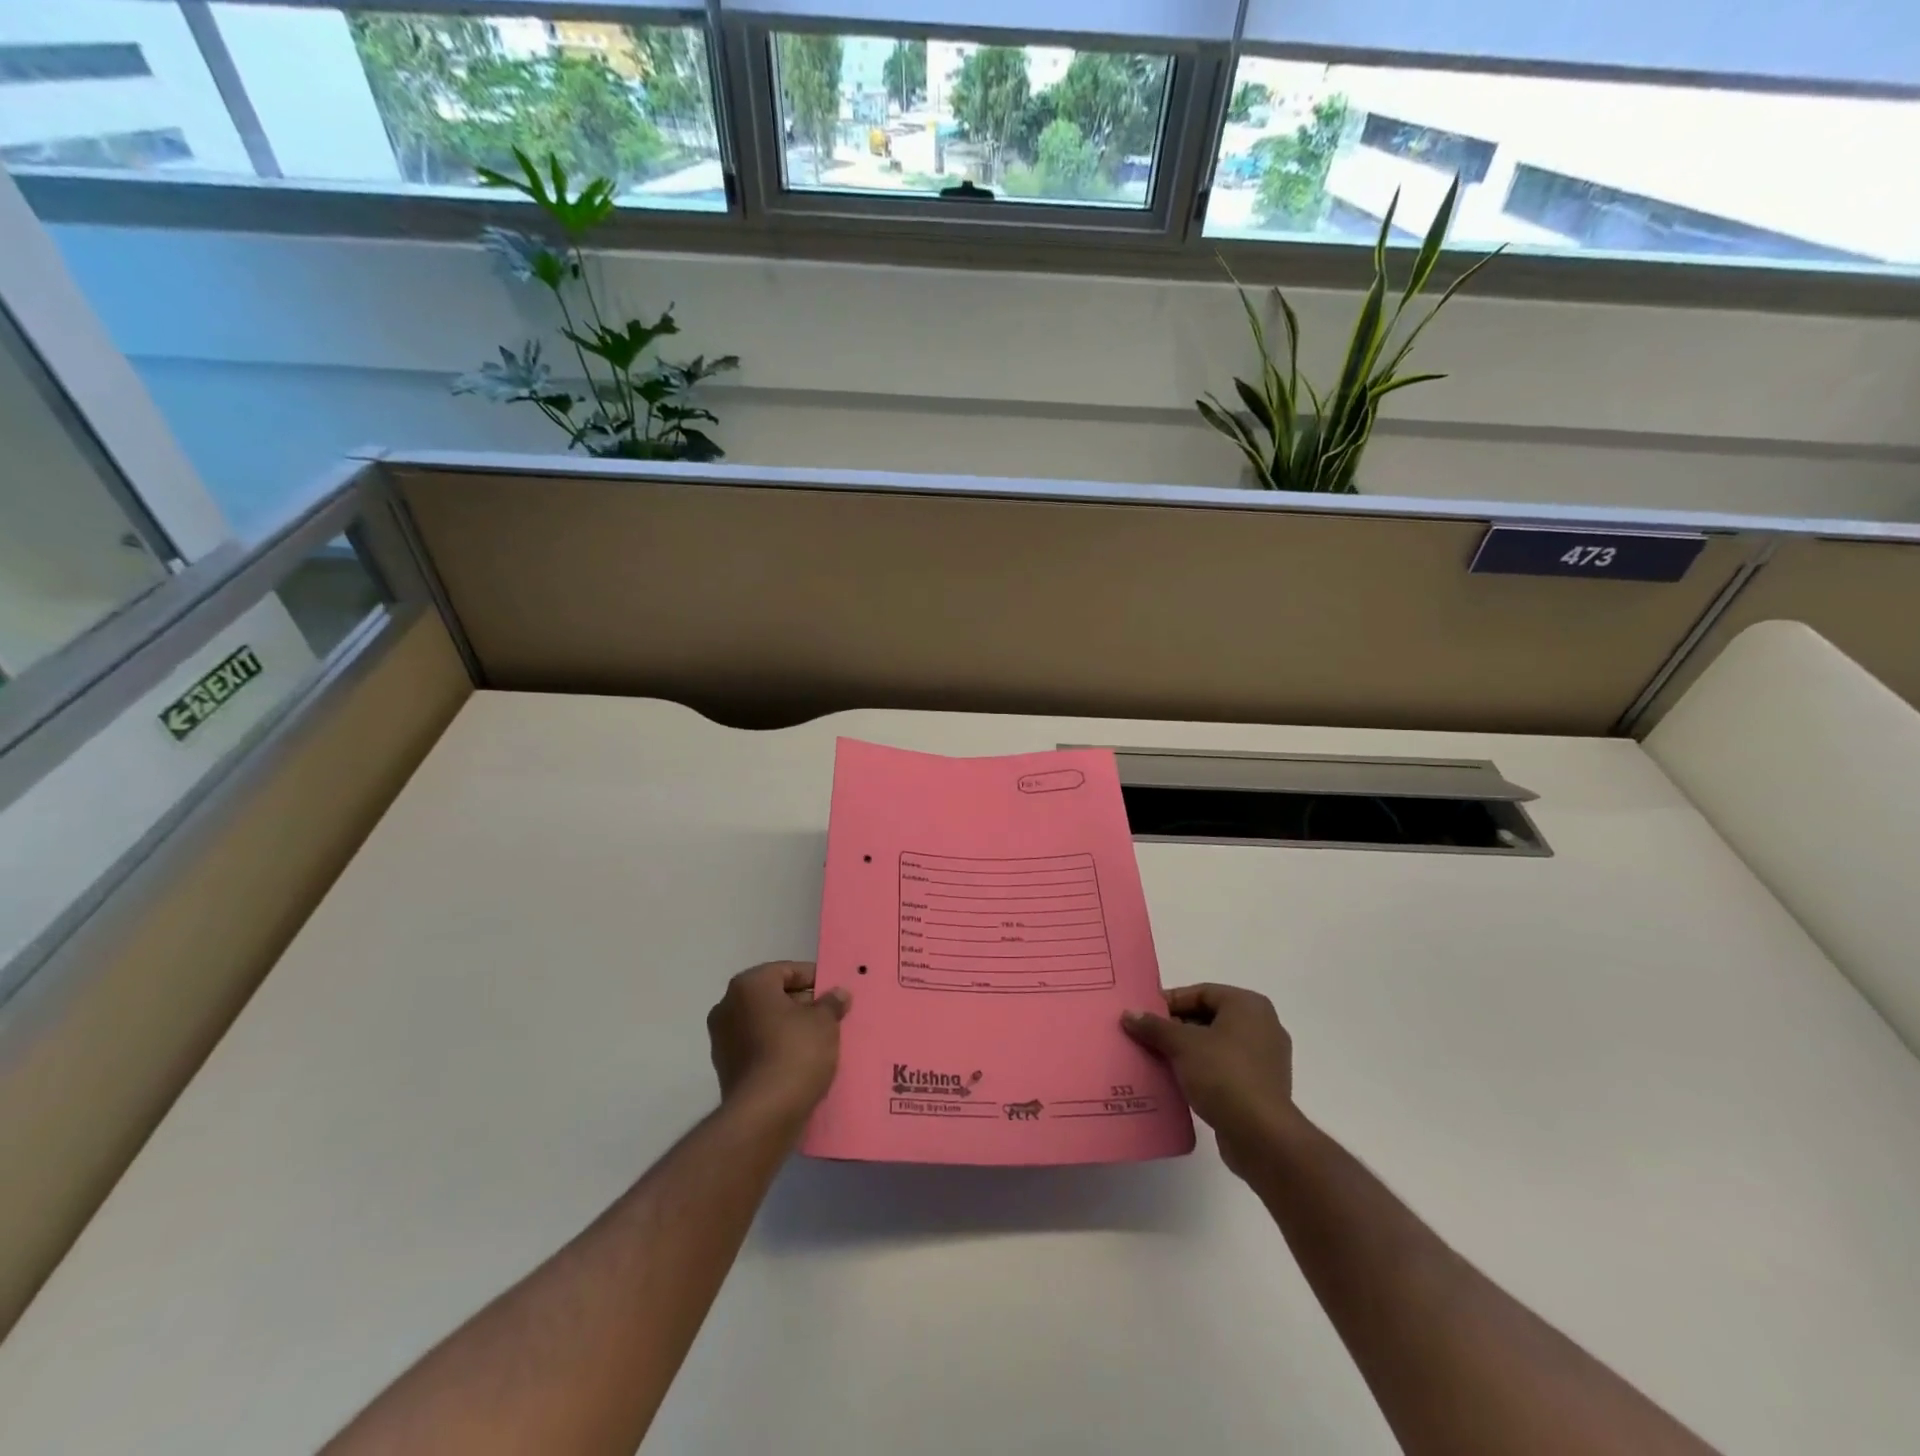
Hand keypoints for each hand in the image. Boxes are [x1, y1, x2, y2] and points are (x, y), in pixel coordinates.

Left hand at [707, 962, 850, 1122]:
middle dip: (801, 1004)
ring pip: (764, 1023)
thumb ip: (831, 1002)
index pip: (786, 970)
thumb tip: (838, 994)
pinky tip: (801, 1061)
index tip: (834, 992)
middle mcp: (728, 1006)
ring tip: (819, 1040)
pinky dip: (777, 1049)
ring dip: (788, 1027)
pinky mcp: (726, 1069)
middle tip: (830, 1015)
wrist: (764, 1114)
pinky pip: (758, 1047)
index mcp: (748, 985)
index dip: (814, 978)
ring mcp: (722, 1040)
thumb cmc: (795, 1051)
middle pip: (773, 996)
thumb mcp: (824, 1021)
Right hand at [1122, 984, 1296, 1177]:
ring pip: (1217, 1045)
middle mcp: (1263, 1026)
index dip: (1171, 1002)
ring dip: (1188, 1051)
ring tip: (1159, 1059)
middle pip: (1209, 1018)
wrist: (1261, 1135)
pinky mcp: (1263, 1088)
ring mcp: (1266, 1058)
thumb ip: (1155, 1026)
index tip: (1145, 1015)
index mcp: (1248, 1005)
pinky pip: (1226, 1068)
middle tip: (1148, 1037)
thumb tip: (1129, 1014)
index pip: (1201, 993)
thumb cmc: (1223, 1074)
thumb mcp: (1182, 1045)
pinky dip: (1204, 1071)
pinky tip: (1180, 1082)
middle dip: (1177, 1027)